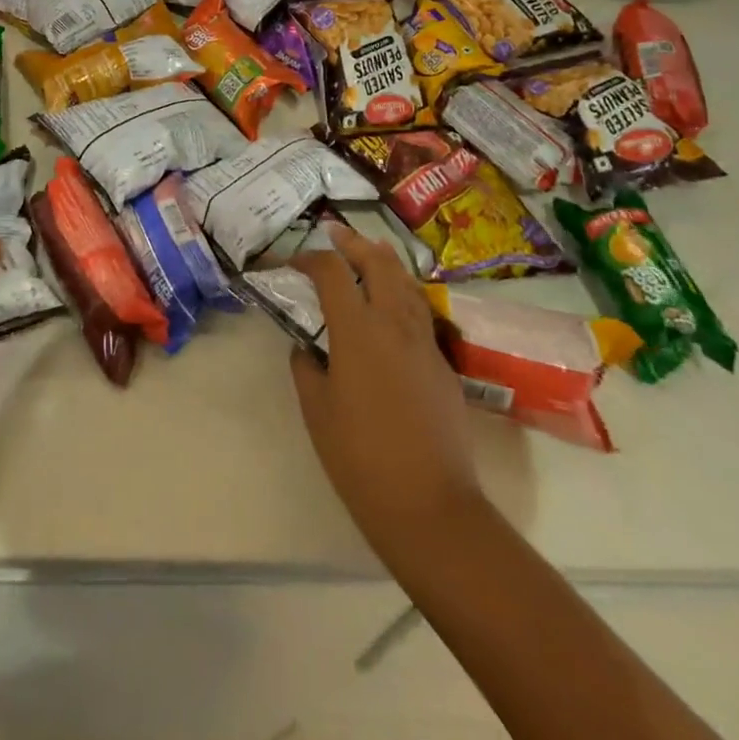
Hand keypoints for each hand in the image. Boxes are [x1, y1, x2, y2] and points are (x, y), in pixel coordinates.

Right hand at [290, 226, 485, 553]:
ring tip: (370, 253)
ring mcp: (425, 342)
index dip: (310, 258)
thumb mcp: (317, 411)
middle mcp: (394, 323)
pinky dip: (403, 293)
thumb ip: (306, 369)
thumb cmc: (360, 458)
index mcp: (357, 331)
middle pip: (378, 262)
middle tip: (336, 234)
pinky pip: (421, 312)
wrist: (430, 505)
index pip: (332, 273)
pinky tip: (394, 306)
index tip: (294, 262)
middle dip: (354, 243)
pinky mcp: (443, 364)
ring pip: (407, 282)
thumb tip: (306, 348)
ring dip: (385, 261)